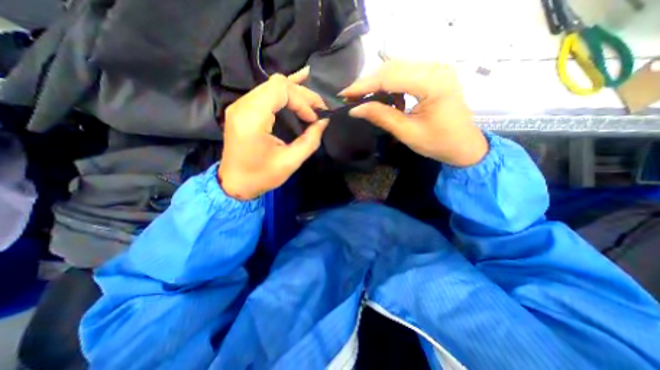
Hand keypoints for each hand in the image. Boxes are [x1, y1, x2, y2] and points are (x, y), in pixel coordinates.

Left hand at [219, 66, 328, 199]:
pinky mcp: (243, 110)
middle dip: (302, 95)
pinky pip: (266, 92)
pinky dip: (284, 90)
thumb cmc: (261, 176)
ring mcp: (240, 106)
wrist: (235, 183)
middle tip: (319, 109)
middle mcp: (242, 105)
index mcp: (252, 119)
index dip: (302, 101)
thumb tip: (323, 122)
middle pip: (277, 84)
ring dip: (296, 94)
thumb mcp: (290, 162)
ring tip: (313, 104)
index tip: (312, 119)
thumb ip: (310, 140)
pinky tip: (300, 79)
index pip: (280, 89)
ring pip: (272, 85)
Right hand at [342, 59, 486, 165]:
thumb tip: (355, 109)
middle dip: (367, 83)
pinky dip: (389, 86)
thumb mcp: (407, 132)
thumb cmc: (438, 143)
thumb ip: (381, 116)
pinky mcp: (433, 75)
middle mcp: (436, 68)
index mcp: (433, 83)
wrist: (463, 145)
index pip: (389, 77)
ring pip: (396, 69)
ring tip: (363, 98)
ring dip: (377, 83)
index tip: (344, 94)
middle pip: (392, 68)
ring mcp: (435, 69)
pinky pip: (404, 74)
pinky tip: (386, 99)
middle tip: (350, 97)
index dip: (363, 86)